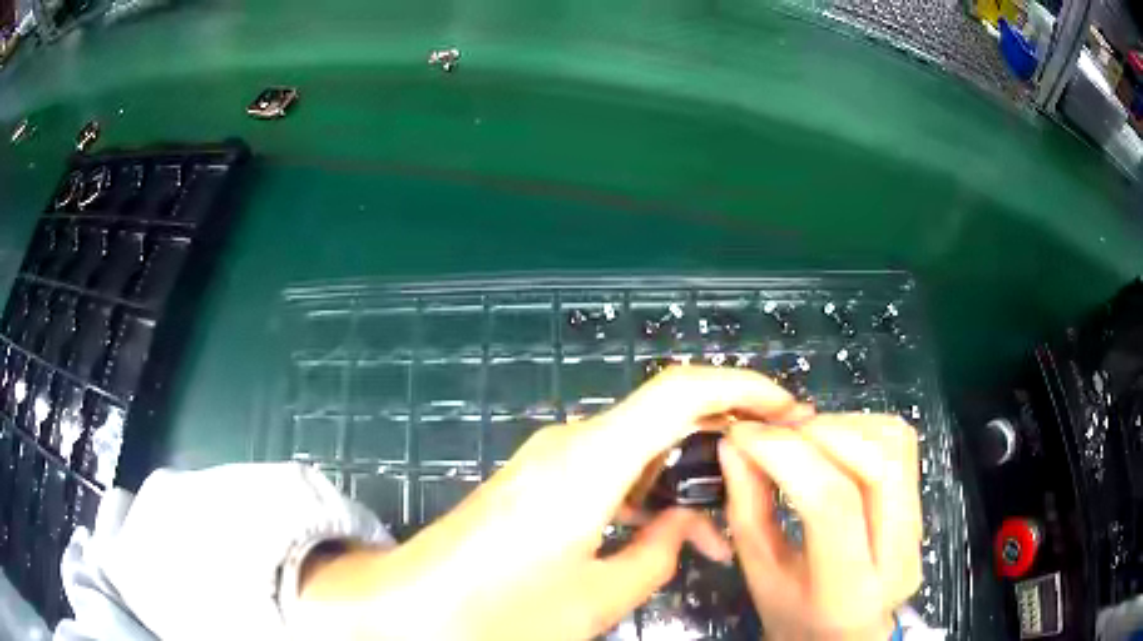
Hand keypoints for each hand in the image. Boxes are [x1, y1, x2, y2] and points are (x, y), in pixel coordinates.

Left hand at [295, 367, 811, 640]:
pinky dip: (648, 489)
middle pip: (665, 412)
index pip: (680, 390)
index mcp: (590, 461)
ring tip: (721, 524)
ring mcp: (550, 458)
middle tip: (769, 469)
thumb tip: (691, 526)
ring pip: (639, 445)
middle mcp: (571, 443)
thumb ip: (658, 555)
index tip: (788, 409)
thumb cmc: (499, 609)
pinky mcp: (538, 479)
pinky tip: (663, 529)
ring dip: (684, 473)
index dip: (742, 386)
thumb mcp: (595, 598)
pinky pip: (610, 468)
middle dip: (724, 433)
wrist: (411, 604)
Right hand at [718, 414, 922, 640]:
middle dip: (820, 432)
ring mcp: (917, 528)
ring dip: (842, 426)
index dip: (787, 455)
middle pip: (878, 462)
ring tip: (803, 440)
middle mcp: (898, 556)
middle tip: (776, 434)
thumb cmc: (795, 616)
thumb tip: (734, 445)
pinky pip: (900, 444)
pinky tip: (832, 445)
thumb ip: (747, 510)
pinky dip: (861, 429)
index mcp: (848, 591)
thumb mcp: (759, 577)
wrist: (846, 633)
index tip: (745, 434)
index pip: (832, 504)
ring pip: (895, 444)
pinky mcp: (922, 506)